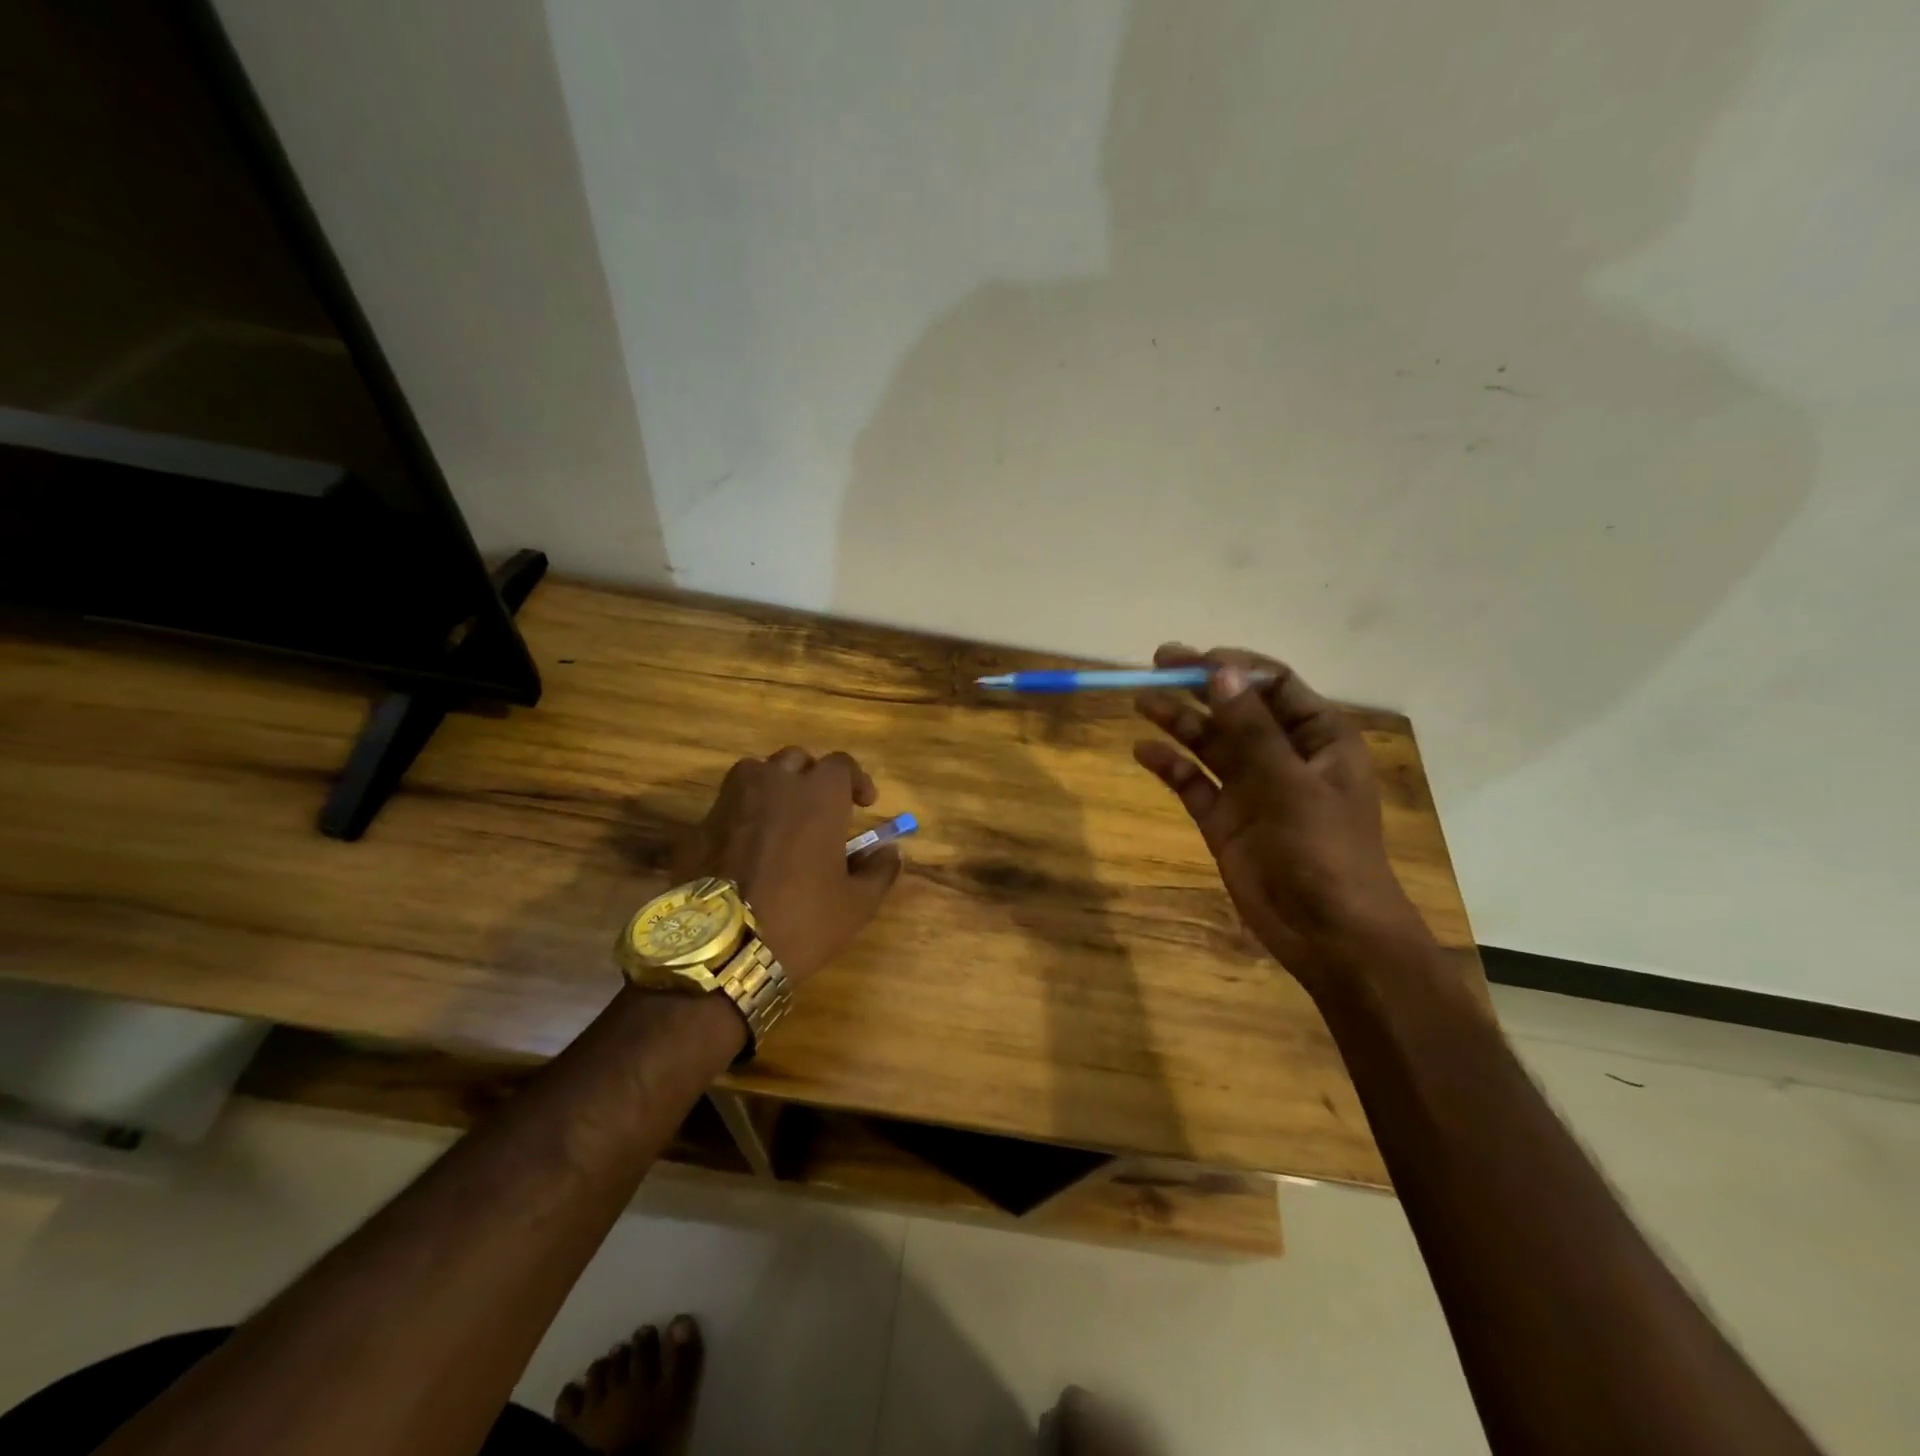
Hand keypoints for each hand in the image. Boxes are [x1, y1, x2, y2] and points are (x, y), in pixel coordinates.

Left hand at [672, 748, 901, 986]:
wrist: (721, 948)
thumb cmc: (802, 919)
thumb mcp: (857, 904)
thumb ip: (879, 870)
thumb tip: (891, 851)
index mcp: (819, 795)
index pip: (842, 765)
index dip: (856, 780)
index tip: (864, 804)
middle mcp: (775, 784)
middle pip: (797, 760)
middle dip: (812, 778)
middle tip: (820, 809)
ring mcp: (732, 800)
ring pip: (756, 773)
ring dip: (773, 787)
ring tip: (780, 818)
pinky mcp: (700, 824)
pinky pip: (728, 805)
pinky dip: (742, 815)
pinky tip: (746, 847)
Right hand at [1133, 644, 1428, 989]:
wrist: (1329, 934)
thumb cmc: (1324, 850)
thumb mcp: (1290, 783)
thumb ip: (1251, 727)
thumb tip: (1220, 671)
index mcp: (1318, 737)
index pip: (1274, 684)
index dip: (1233, 666)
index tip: (1192, 658)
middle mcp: (1283, 755)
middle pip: (1235, 708)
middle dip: (1198, 686)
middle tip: (1155, 665)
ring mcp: (1252, 788)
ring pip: (1210, 743)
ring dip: (1179, 721)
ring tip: (1141, 703)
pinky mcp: (1225, 820)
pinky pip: (1193, 783)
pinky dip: (1170, 766)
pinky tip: (1144, 752)